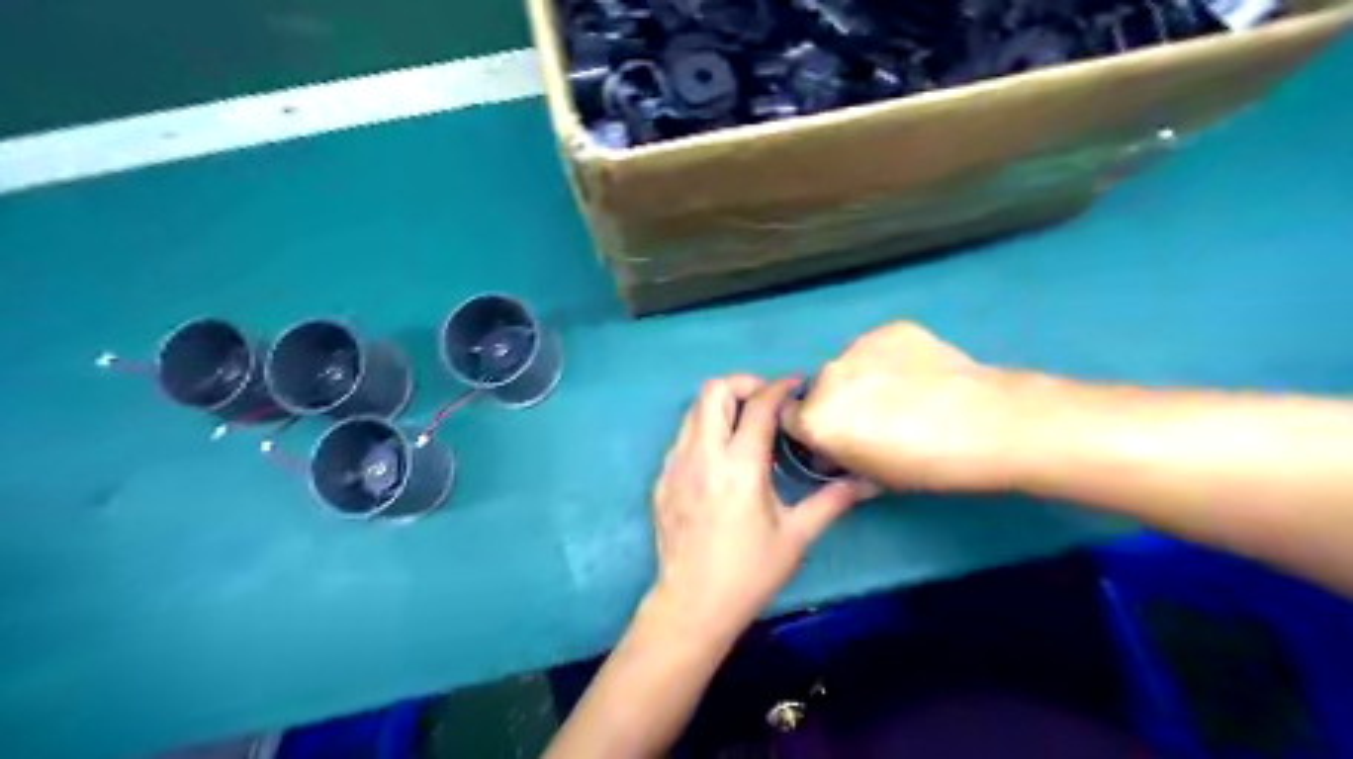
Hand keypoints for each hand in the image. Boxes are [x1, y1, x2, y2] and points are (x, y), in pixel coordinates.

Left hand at [650, 372, 883, 640]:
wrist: (692, 605)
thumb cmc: (748, 573)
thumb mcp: (795, 536)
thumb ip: (831, 501)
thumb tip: (869, 482)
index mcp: (739, 466)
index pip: (758, 406)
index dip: (779, 387)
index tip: (796, 385)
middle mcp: (703, 455)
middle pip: (713, 390)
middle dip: (742, 384)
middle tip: (765, 402)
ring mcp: (676, 465)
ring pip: (693, 410)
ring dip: (721, 405)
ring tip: (745, 425)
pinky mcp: (662, 479)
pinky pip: (682, 437)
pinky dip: (704, 430)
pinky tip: (721, 457)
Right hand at [779, 321, 1020, 492]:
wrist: (990, 424)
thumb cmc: (927, 465)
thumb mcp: (871, 475)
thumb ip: (838, 456)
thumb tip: (834, 447)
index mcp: (816, 418)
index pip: (790, 419)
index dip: (812, 432)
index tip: (836, 439)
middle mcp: (827, 376)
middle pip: (819, 389)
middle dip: (837, 402)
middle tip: (876, 419)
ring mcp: (859, 346)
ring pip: (849, 365)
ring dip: (863, 378)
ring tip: (905, 394)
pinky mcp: (891, 328)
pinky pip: (878, 348)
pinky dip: (891, 360)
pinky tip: (922, 375)